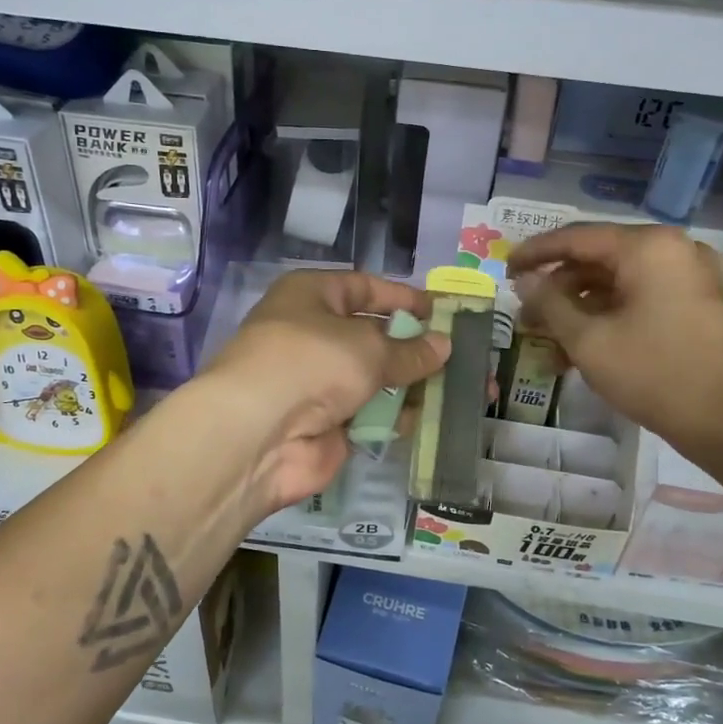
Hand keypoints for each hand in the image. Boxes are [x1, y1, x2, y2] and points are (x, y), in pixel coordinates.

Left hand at [198, 270, 449, 514]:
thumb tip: (443, 345)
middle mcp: (313, 335)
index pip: (364, 288)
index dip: (403, 298)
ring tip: (460, 388)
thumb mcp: (367, 347)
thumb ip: (408, 350)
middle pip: (374, 337)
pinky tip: (432, 417)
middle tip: (463, 354)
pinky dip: (398, 416)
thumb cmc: (310, 363)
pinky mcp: (328, 424)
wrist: (259, 435)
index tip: (442, 311)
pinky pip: (372, 414)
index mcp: (311, 297)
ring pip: (376, 379)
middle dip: (416, 347)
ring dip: (413, 384)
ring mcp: (320, 383)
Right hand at [509, 223, 722, 475]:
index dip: (535, 254)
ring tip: (549, 348)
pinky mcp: (700, 306)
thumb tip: (526, 281)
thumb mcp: (590, 341)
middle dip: (557, 291)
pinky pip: (642, 301)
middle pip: (598, 261)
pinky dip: (610, 320)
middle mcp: (673, 251)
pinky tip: (585, 353)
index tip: (504, 271)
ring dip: (581, 312)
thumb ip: (550, 305)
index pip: (576, 238)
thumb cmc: (657, 375)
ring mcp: (692, 278)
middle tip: (525, 318)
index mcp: (647, 247)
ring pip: (619, 285)